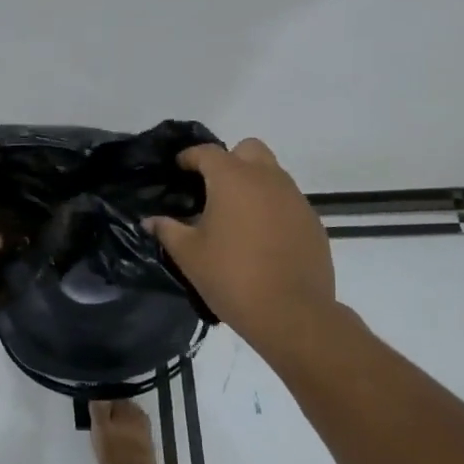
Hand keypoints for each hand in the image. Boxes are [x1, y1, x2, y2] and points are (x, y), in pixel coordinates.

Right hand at [146, 138, 334, 347]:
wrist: (292, 314)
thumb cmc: (231, 277)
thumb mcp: (189, 255)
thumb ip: (168, 230)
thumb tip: (150, 221)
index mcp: (233, 179)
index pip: (207, 152)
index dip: (190, 157)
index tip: (179, 168)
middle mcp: (267, 179)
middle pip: (248, 149)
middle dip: (229, 160)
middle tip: (213, 188)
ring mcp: (295, 199)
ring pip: (272, 174)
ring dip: (253, 184)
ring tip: (236, 216)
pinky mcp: (313, 222)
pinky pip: (288, 201)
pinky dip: (272, 208)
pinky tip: (262, 238)